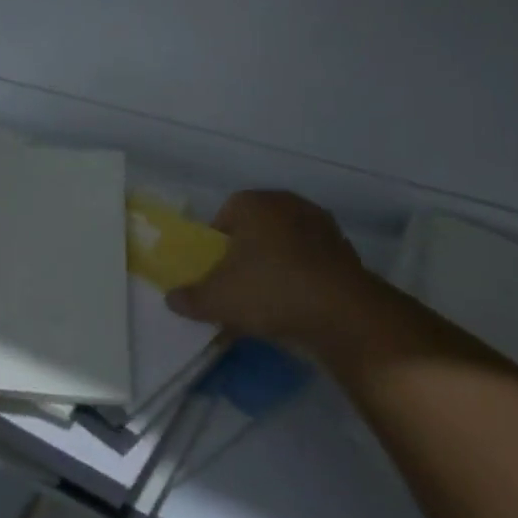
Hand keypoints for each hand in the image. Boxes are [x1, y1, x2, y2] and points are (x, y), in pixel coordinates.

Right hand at [167, 190, 369, 346]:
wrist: (344, 315)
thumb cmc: (270, 291)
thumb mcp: (217, 300)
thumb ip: (190, 298)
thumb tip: (171, 299)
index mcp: (254, 202)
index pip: (224, 216)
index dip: (216, 245)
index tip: (215, 274)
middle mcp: (288, 203)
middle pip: (256, 228)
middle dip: (247, 254)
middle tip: (239, 287)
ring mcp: (321, 225)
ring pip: (286, 244)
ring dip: (277, 266)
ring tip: (270, 302)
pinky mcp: (346, 252)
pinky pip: (312, 262)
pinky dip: (303, 278)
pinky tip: (298, 307)